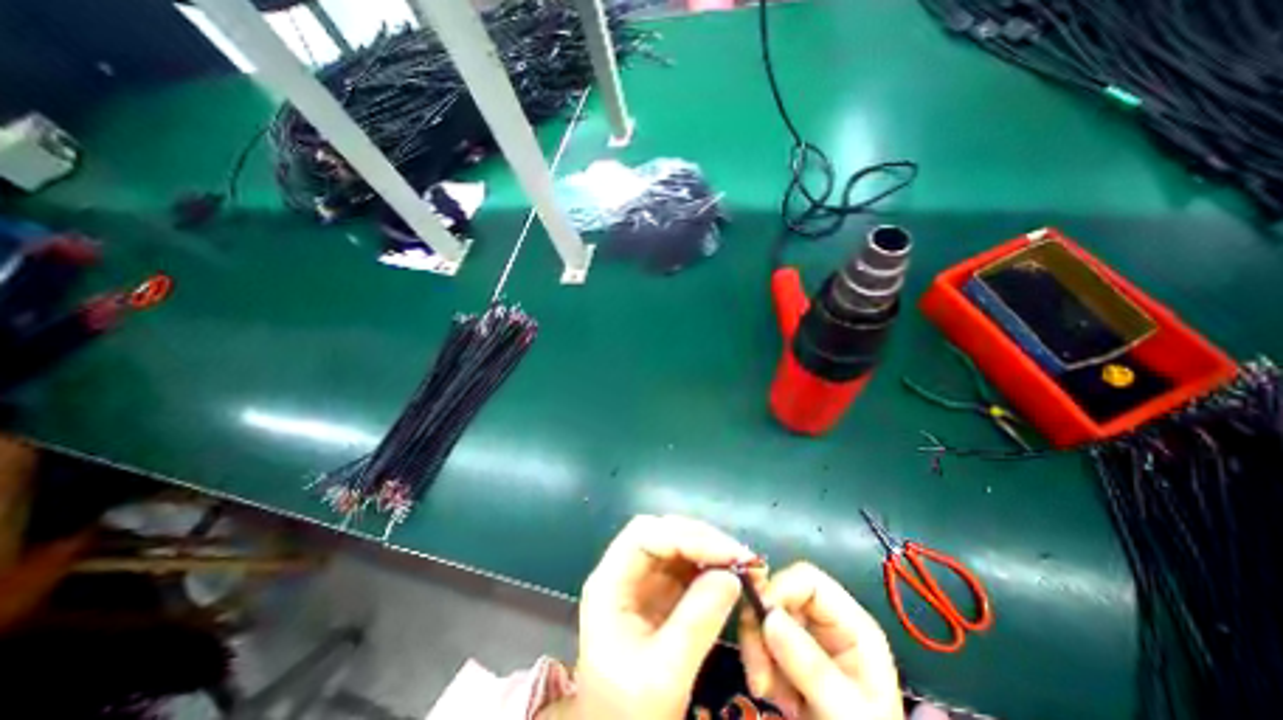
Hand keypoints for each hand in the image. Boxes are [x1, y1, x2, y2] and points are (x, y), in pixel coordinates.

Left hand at [563, 514, 753, 719]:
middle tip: (740, 557)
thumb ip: (696, 623)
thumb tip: (732, 576)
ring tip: (742, 565)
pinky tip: (730, 576)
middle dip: (701, 539)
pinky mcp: (660, 593)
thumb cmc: (628, 714)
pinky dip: (711, 566)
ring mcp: (643, 581)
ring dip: (710, 550)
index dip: (685, 535)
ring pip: (677, 545)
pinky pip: (687, 567)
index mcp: (609, 583)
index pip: (644, 535)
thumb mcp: (664, 675)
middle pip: (661, 533)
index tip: (727, 553)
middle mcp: (624, 572)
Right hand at [738, 564, 905, 719]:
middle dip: (761, 627)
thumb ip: (811, 665)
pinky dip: (758, 665)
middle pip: (779, 596)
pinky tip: (771, 695)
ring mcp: (806, 641)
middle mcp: (826, 624)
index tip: (760, 618)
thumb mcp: (847, 710)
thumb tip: (770, 616)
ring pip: (764, 618)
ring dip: (756, 650)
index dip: (779, 588)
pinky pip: (760, 643)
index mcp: (851, 624)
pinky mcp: (790, 660)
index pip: (808, 580)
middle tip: (757, 666)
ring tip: (765, 689)